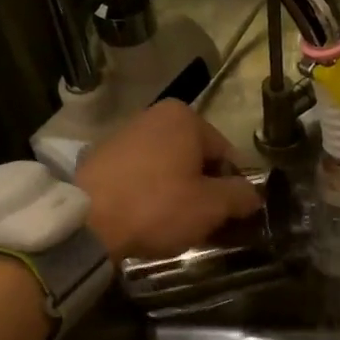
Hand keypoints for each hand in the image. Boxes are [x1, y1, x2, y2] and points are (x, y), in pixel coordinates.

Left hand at [76, 101, 261, 259]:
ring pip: (169, 167)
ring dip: (178, 192)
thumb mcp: (211, 206)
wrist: (86, 223)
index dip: (233, 188)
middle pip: (196, 159)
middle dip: (204, 189)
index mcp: (185, 117)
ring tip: (175, 224)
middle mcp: (154, 115)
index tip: (229, 216)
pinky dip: (151, 192)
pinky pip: (142, 174)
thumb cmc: (157, 207)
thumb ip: (240, 196)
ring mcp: (125, 134)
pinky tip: (148, 218)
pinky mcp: (102, 157)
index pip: (226, 155)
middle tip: (204, 223)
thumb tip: (253, 195)